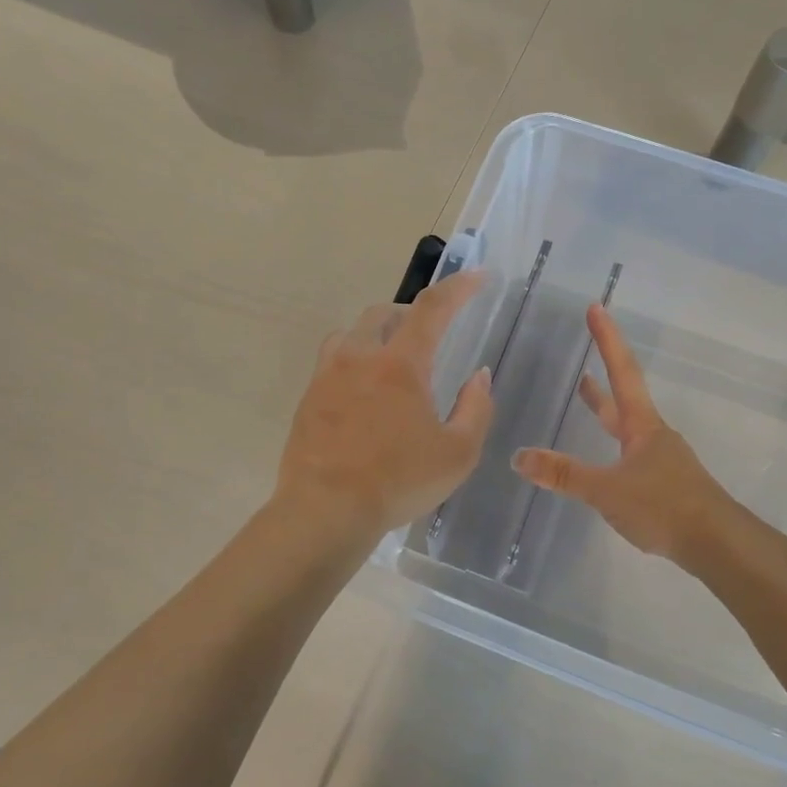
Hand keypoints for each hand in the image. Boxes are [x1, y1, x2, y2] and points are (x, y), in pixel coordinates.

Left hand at [276, 271, 493, 541]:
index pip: (432, 309)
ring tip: (391, 361)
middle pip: (383, 313)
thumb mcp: (458, 453)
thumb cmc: (399, 482)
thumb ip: (476, 408)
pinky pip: (331, 363)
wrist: (326, 510)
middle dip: (410, 314)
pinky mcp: (307, 399)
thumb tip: (479, 376)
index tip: (477, 277)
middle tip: (429, 334)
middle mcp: (359, 358)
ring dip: (376, 335)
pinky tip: (362, 395)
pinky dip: (353, 363)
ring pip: (351, 334)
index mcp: (400, 365)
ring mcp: (326, 376)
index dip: (458, 287)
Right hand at [512, 304, 732, 566]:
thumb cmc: (663, 506)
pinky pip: (629, 454)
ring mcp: (661, 460)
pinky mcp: (664, 484)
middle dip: (604, 369)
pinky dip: (610, 444)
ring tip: (586, 393)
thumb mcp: (606, 490)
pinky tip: (604, 461)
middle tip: (586, 345)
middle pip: (624, 395)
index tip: (596, 307)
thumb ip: (564, 474)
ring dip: (605, 408)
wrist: (716, 543)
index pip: (622, 372)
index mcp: (641, 426)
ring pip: (626, 426)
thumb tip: (518, 457)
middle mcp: (652, 435)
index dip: (607, 340)